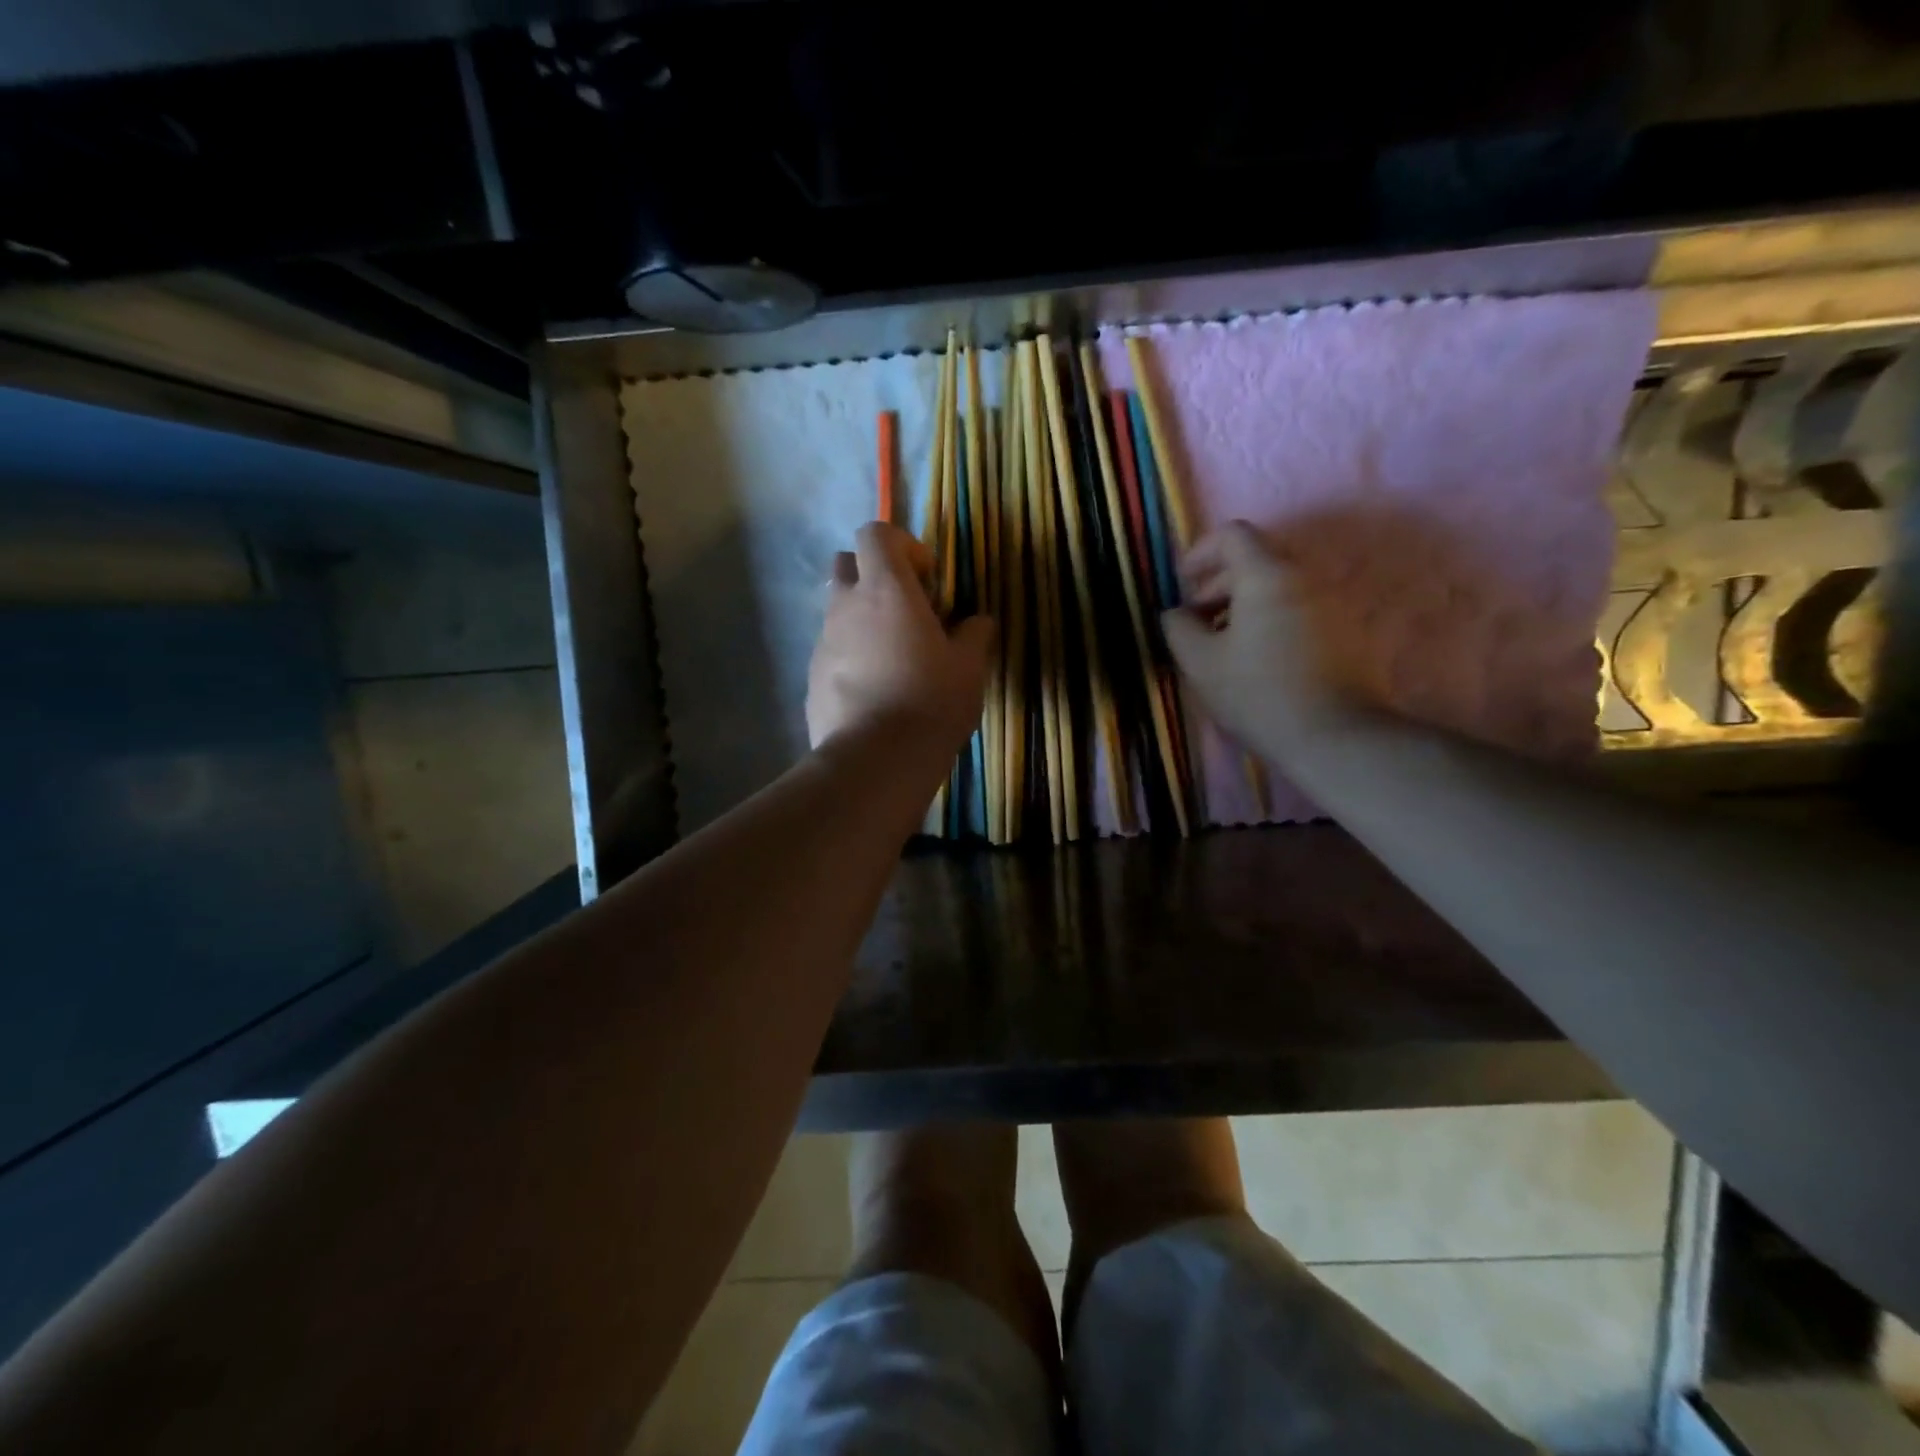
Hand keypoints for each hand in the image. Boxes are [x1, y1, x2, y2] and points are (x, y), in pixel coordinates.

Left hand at [807, 521, 994, 751]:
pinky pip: (832, 651)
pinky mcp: (811, 677)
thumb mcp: (970, 668)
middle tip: (907, 611)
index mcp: (885, 590)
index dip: (903, 545)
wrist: (875, 760)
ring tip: (895, 659)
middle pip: (847, 563)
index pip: (876, 533)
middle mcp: (845, 606)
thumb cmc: (930, 703)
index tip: (928, 580)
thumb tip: (978, 622)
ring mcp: (822, 642)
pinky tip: (876, 693)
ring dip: (864, 620)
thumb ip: (975, 635)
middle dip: (875, 576)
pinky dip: (852, 657)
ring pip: (838, 611)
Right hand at [1162, 521, 1354, 762]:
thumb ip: (1178, 628)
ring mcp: (1332, 603)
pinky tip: (1258, 661)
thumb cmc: (1258, 694)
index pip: (1233, 535)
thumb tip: (1176, 613)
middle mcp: (1305, 577)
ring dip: (1244, 606)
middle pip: (1255, 560)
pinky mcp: (1347, 631)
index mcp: (1267, 575)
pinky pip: (1299, 609)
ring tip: (1225, 647)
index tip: (1182, 584)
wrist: (1335, 737)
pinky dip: (1271, 620)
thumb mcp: (1200, 663)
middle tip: (1196, 623)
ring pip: (1277, 587)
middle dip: (1218, 584)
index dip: (1200, 553)